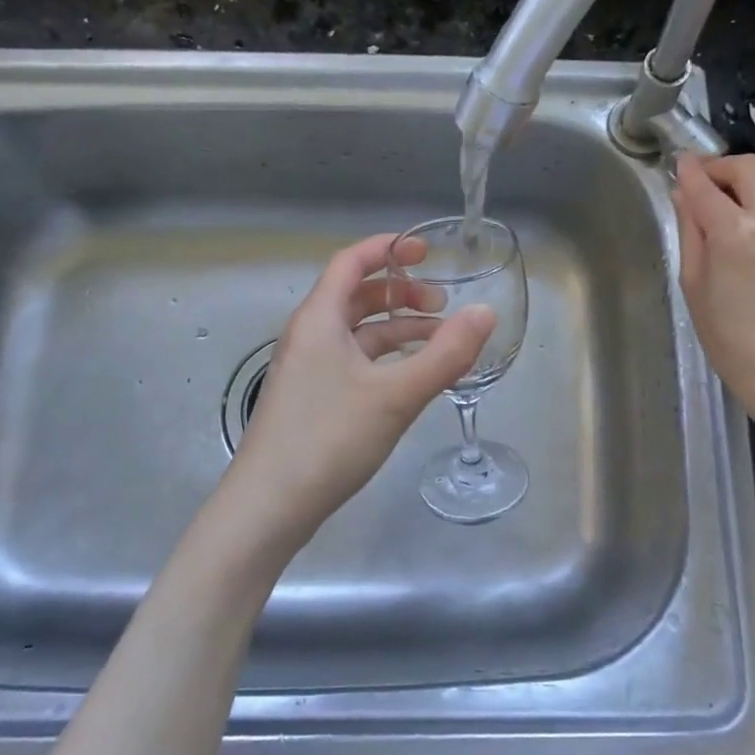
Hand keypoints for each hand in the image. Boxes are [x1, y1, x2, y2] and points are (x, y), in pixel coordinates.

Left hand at [220, 232, 494, 549]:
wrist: (269, 506)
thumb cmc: (329, 438)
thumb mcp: (396, 395)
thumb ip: (445, 354)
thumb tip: (485, 312)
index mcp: (320, 319)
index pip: (351, 262)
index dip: (388, 248)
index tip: (427, 251)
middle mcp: (310, 335)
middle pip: (356, 296)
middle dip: (401, 293)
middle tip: (442, 306)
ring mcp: (308, 369)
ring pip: (358, 333)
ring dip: (398, 330)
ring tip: (440, 343)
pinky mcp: (312, 399)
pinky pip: (354, 361)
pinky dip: (386, 359)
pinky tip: (412, 379)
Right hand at [672, 152, 754, 444]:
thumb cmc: (730, 338)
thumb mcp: (693, 285)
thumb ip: (690, 231)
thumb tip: (684, 194)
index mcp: (735, 233)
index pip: (706, 185)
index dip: (689, 170)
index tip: (680, 163)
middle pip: (749, 166)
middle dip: (723, 167)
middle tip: (707, 183)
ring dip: (754, 176)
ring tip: (738, 197)